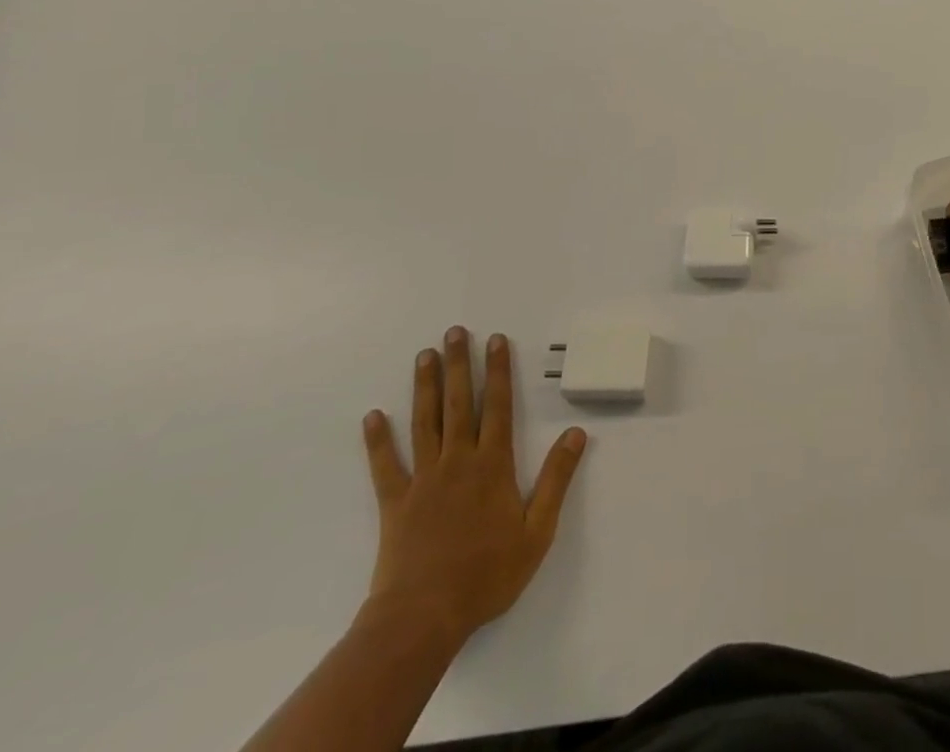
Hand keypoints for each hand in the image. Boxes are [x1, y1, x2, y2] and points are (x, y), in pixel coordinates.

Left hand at [361, 327, 586, 647]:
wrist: (423, 618)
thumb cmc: (486, 574)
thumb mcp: (537, 531)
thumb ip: (557, 479)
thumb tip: (576, 432)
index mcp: (493, 465)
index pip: (498, 406)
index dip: (498, 370)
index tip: (496, 339)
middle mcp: (458, 461)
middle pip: (459, 403)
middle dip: (460, 364)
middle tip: (455, 332)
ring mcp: (424, 479)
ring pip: (425, 422)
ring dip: (425, 387)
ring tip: (424, 355)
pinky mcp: (395, 503)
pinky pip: (385, 466)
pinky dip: (378, 440)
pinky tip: (372, 416)